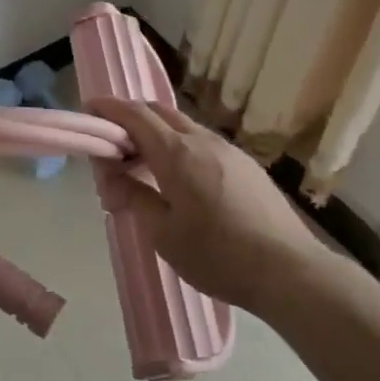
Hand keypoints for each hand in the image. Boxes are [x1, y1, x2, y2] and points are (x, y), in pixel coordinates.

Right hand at [85, 97, 349, 313]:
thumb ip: (133, 196)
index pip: (135, 115)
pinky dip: (179, 147)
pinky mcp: (246, 166)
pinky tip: (179, 180)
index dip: (109, 109)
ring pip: (183, 127)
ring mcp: (229, 151)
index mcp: (177, 153)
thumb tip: (111, 176)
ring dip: (156, 134)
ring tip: (142, 167)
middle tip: (112, 145)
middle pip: (159, 112)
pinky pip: (202, 143)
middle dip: (131, 118)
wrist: (290, 272)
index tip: (89, 110)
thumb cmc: (218, 256)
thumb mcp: (163, 233)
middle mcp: (203, 141)